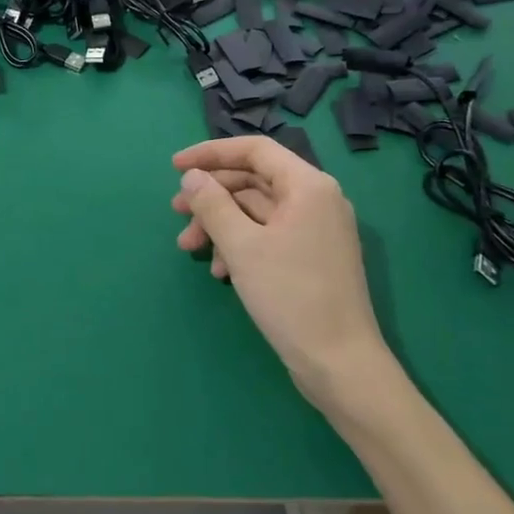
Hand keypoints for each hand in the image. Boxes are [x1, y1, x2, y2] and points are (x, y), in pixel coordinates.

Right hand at [171, 137, 399, 414]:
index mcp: (308, 186)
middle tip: (175, 213)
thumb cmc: (290, 296)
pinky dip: (239, 245)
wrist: (339, 363)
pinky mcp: (311, 257)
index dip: (211, 153)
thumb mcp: (242, 246)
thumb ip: (212, 205)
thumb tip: (191, 177)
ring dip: (219, 225)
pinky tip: (219, 270)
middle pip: (253, 181)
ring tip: (189, 248)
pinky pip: (268, 236)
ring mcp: (316, 230)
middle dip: (211, 197)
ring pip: (256, 211)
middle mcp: (316, 200)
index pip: (255, 150)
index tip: (174, 167)